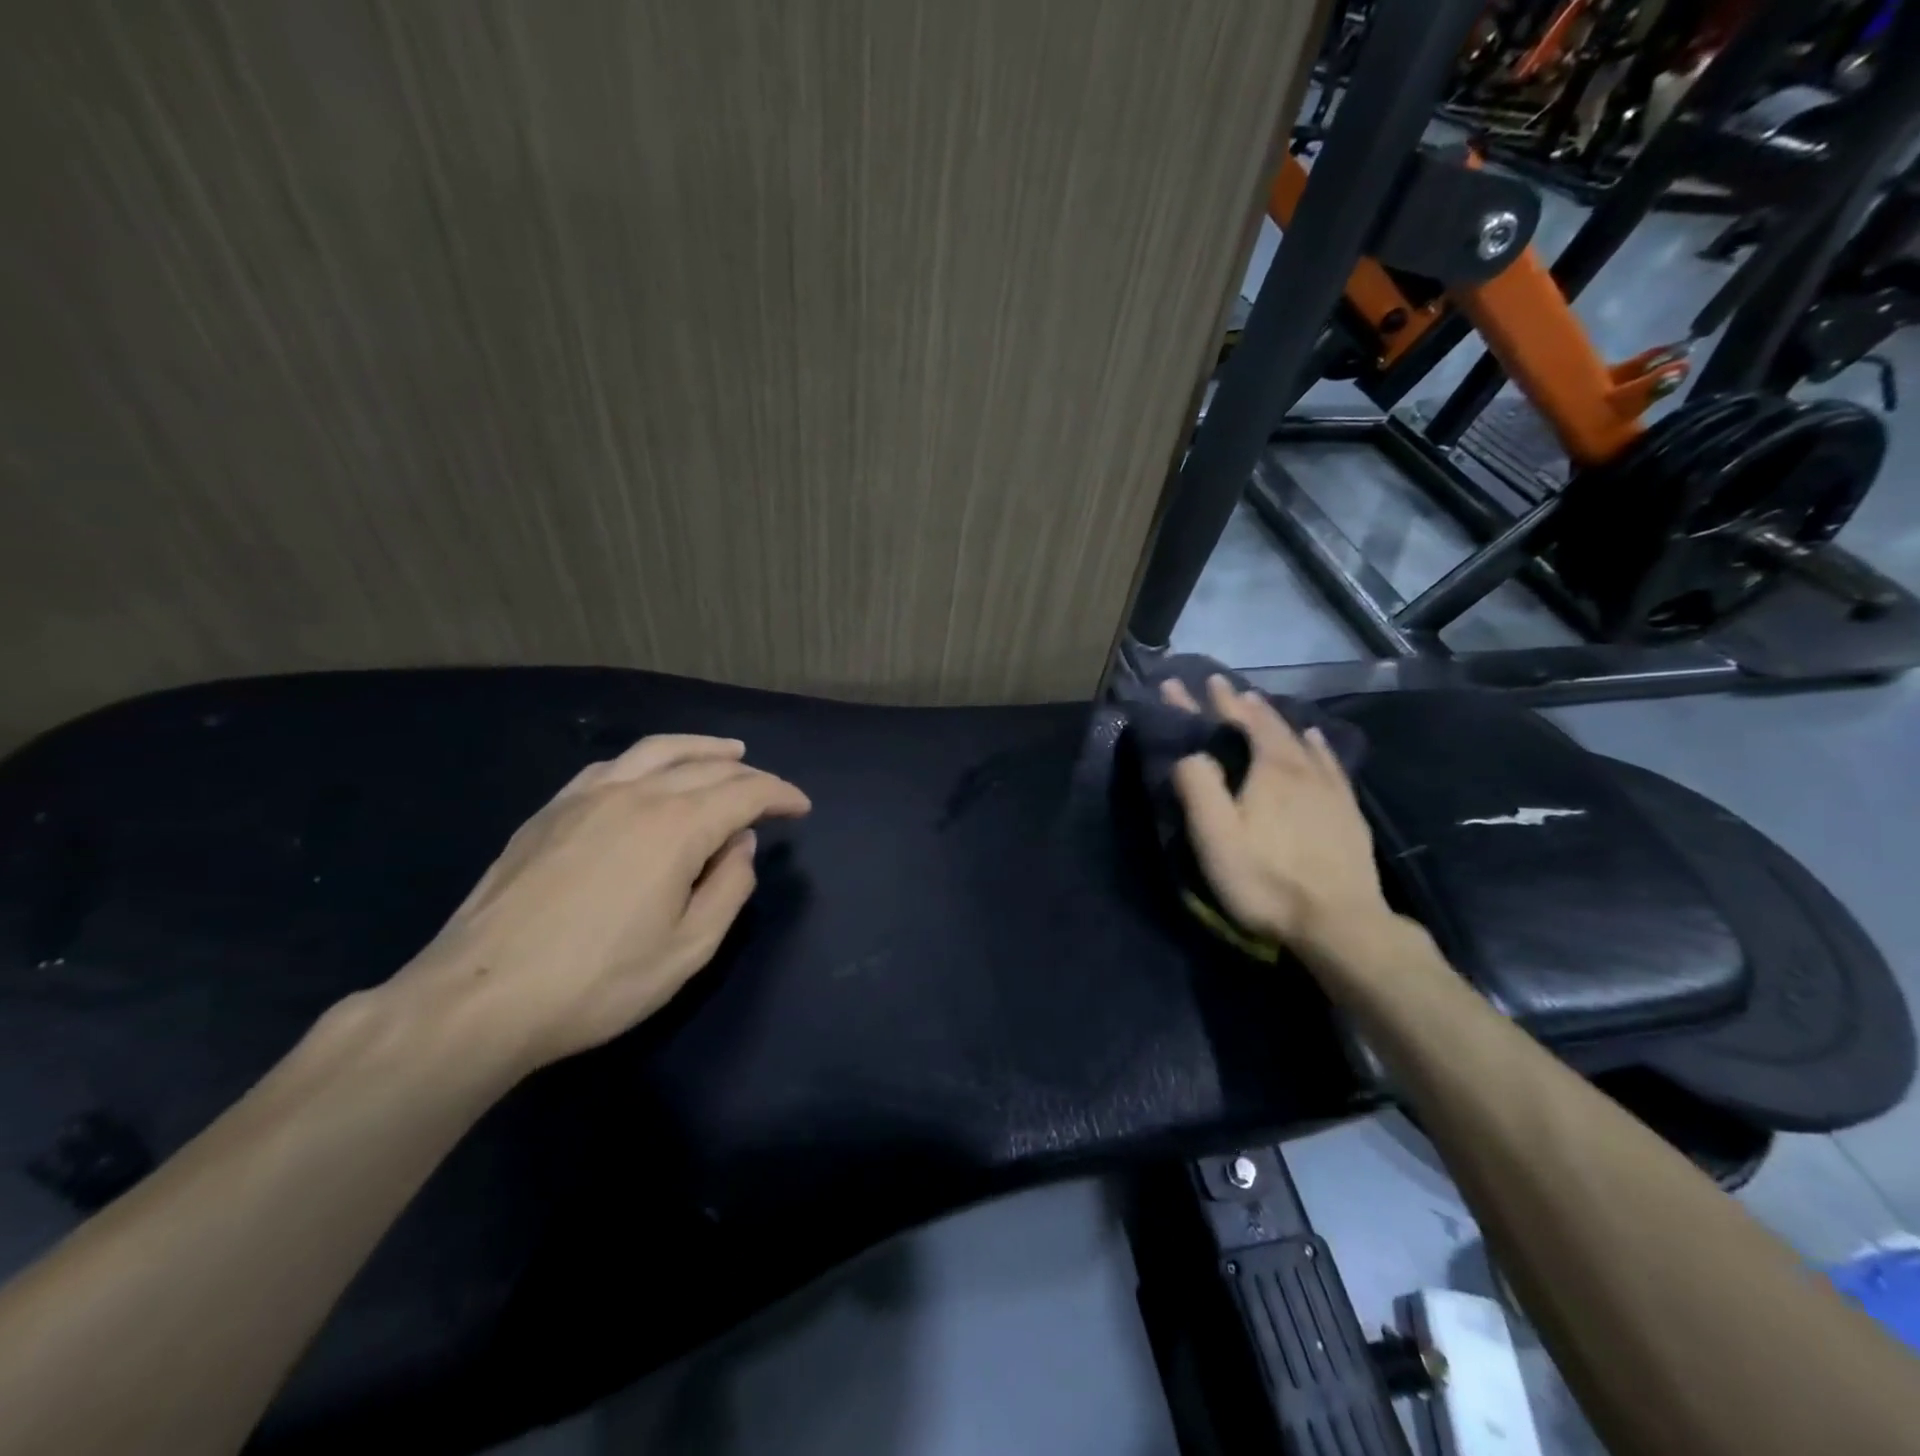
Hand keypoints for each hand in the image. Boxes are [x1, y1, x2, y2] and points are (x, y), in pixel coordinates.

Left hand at [393, 734, 809, 1073]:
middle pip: (706, 768)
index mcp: (676, 827)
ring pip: (657, 751)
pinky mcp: (550, 811)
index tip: (801, 807)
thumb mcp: (688, 949)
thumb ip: (728, 889)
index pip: (744, 794)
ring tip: (728, 752)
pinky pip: (611, 766)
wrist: (479, 999)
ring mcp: (587, 797)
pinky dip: (647, 760)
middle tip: (771, 793)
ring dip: (701, 748)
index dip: (779, 795)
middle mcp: (636, 795)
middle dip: (749, 776)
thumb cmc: (598, 982)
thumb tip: (741, 845)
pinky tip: (650, 772)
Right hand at [1162, 676, 1393, 956]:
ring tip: (1257, 703)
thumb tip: (1189, 753)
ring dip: (1272, 718)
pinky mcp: (1346, 810)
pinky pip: (1329, 762)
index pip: (1230, 721)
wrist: (1341, 923)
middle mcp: (1300, 766)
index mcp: (1267, 768)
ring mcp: (1329, 787)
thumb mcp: (1215, 836)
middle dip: (1237, 702)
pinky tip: (1314, 739)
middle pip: (1265, 723)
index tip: (1180, 682)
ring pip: (1297, 738)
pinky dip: (1315, 744)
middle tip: (1220, 685)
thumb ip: (1198, 786)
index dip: (1203, 702)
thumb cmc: (1266, 880)